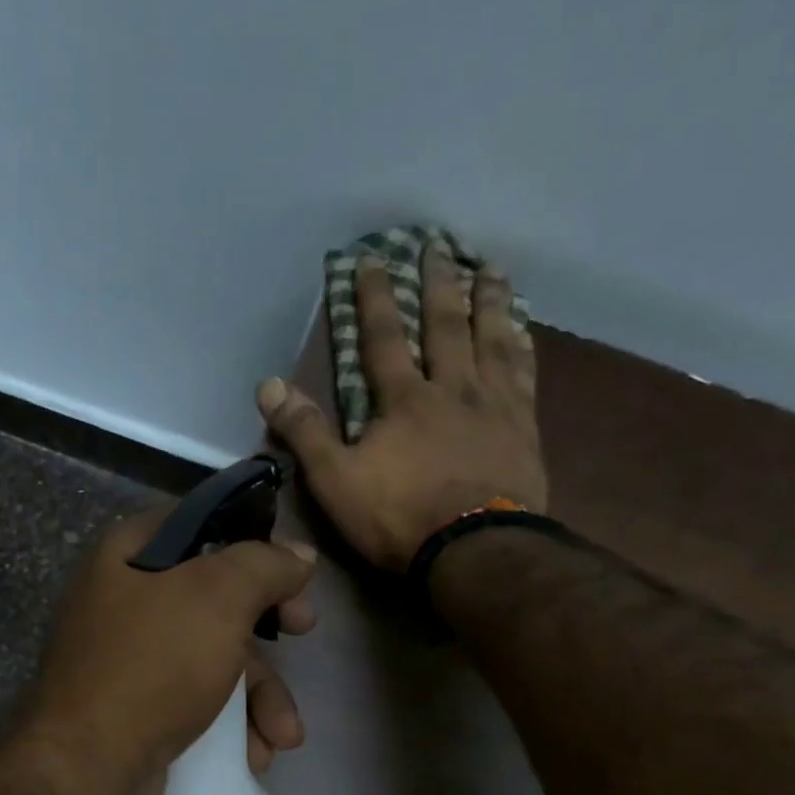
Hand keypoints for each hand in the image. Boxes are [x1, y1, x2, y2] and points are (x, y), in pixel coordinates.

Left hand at [26, 506, 317, 794]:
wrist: (89, 767)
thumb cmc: (154, 664)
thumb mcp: (217, 598)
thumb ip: (263, 565)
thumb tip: (299, 554)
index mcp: (127, 556)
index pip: (199, 526)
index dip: (252, 541)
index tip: (290, 566)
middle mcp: (123, 602)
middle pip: (215, 598)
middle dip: (268, 627)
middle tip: (306, 630)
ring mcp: (128, 661)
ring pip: (213, 659)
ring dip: (259, 696)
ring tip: (284, 735)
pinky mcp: (136, 711)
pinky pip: (195, 702)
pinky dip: (230, 725)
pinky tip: (255, 754)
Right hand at [257, 248, 546, 571]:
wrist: (474, 549)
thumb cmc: (399, 518)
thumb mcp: (336, 482)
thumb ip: (304, 432)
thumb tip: (268, 384)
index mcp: (403, 400)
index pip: (383, 338)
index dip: (374, 298)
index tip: (371, 260)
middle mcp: (451, 388)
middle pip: (445, 324)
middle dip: (437, 283)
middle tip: (439, 244)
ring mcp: (493, 404)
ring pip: (491, 337)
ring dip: (488, 300)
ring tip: (490, 267)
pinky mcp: (523, 427)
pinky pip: (525, 372)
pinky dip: (522, 344)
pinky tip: (523, 328)